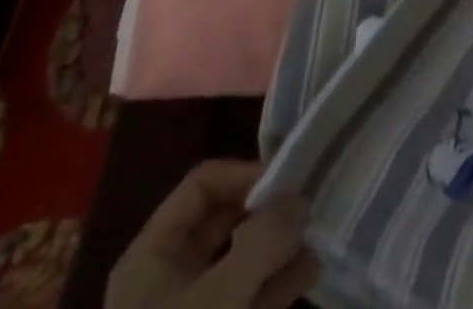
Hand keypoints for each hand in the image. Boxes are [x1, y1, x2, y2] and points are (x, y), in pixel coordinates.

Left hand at [106, 161, 316, 308]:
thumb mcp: (221, 297)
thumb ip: (265, 238)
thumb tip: (299, 198)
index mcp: (153, 255)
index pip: (203, 186)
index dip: (245, 175)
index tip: (288, 186)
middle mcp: (168, 277)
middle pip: (224, 222)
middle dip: (269, 214)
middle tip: (311, 209)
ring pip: (240, 262)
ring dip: (279, 249)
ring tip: (319, 240)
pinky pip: (247, 300)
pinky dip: (276, 286)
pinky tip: (309, 274)